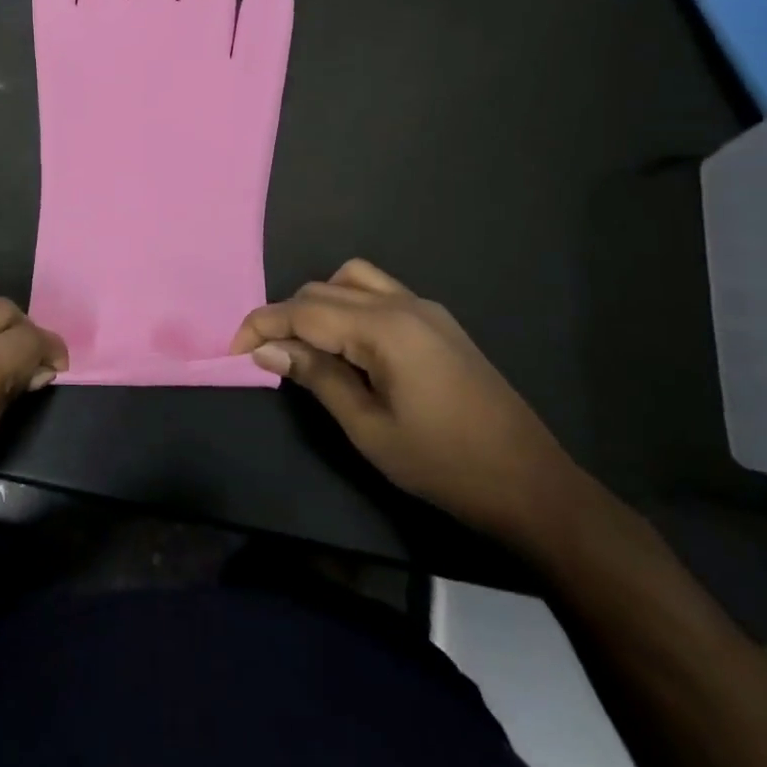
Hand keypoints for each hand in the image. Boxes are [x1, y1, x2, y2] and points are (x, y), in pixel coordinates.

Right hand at [231, 259, 584, 545]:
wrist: (532, 485)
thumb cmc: (444, 464)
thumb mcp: (368, 428)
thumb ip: (316, 377)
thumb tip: (268, 350)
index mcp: (384, 328)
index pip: (303, 311)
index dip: (261, 326)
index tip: (233, 351)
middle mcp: (403, 304)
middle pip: (322, 291)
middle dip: (284, 317)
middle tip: (266, 358)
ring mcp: (425, 309)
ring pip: (350, 280)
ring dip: (316, 304)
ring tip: (304, 346)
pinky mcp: (438, 323)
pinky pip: (378, 292)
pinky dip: (347, 305)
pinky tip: (346, 344)